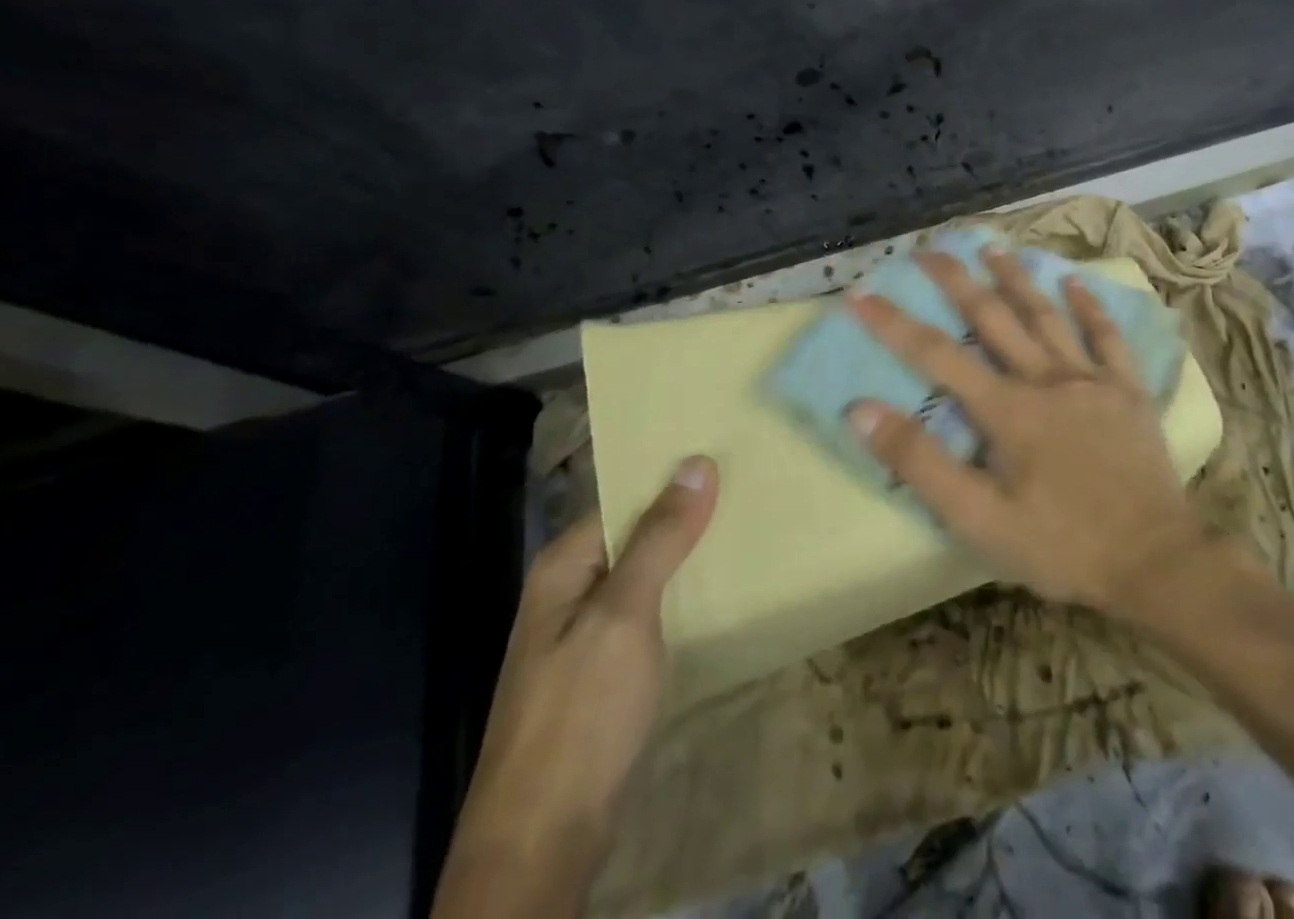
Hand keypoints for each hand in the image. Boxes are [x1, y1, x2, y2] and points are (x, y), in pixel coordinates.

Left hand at [431, 457, 717, 918]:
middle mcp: (571, 589)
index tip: (727, 452)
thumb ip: (659, 539)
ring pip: (647, 574)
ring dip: (689, 555)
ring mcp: (587, 633)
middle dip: (687, 513)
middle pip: (636, 533)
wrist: (543, 840)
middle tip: (750, 485)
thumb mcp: (624, 615)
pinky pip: (650, 612)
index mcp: (566, 565)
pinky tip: (722, 590)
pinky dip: (683, 595)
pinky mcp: (606, 670)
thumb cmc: (580, 713)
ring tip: (748, 527)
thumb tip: (697, 463)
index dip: (672, 475)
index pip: (625, 496)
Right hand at [844, 245, 1213, 619]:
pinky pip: (1107, 337)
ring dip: (1017, 278)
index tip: (860, 293)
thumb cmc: (1061, 545)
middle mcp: (1046, 378)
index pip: (936, 354)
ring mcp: (1091, 379)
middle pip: (992, 317)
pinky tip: (1074, 281)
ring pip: (1046, 315)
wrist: (1156, 562)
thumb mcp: (978, 519)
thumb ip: (920, 463)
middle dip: (956, 280)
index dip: (893, 323)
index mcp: (1006, 408)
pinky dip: (1089, 307)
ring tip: (991, 248)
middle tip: (929, 249)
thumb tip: (861, 411)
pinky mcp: (1128, 390)